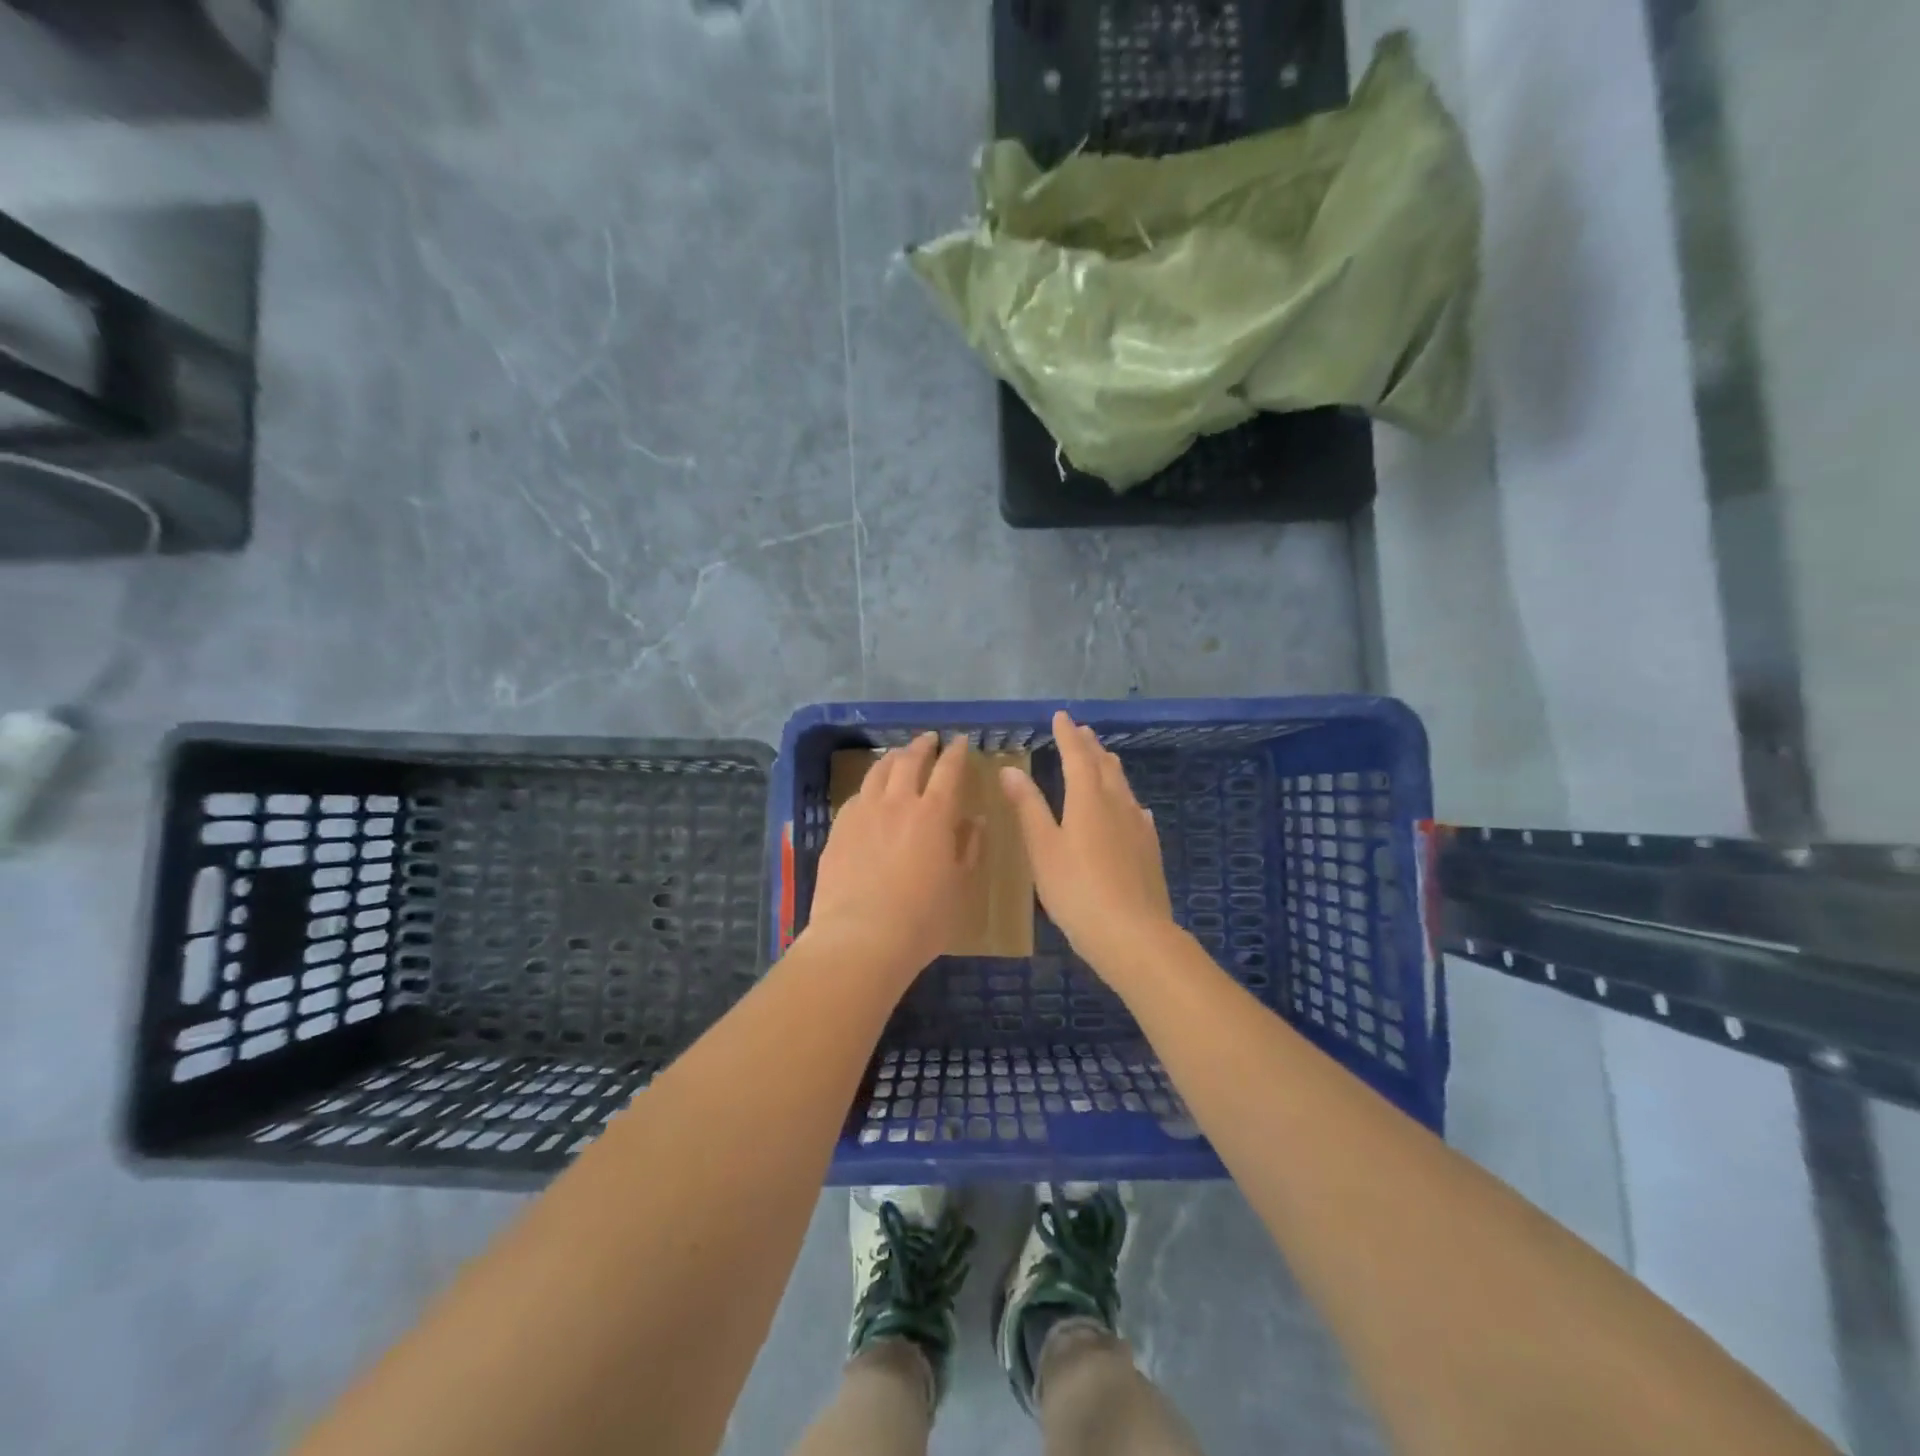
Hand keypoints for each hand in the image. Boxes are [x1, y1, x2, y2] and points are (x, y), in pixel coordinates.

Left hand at [805, 733, 981, 979]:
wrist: (860, 937)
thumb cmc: (922, 919)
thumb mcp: (959, 887)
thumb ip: (968, 848)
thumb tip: (975, 821)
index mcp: (934, 814)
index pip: (948, 770)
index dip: (955, 752)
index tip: (960, 741)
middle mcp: (898, 803)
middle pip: (909, 761)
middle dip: (922, 746)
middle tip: (929, 740)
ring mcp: (863, 813)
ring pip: (877, 772)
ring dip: (892, 758)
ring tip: (898, 756)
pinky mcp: (838, 829)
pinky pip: (856, 796)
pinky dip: (869, 787)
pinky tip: (869, 794)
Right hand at [1000, 711, 1176, 972]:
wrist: (1133, 934)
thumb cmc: (1077, 890)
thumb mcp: (1043, 848)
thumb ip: (1028, 807)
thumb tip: (1010, 769)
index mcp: (1088, 799)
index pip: (1077, 756)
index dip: (1067, 735)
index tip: (1061, 716)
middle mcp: (1117, 804)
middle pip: (1104, 766)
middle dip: (1090, 746)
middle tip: (1081, 731)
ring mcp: (1138, 827)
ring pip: (1123, 786)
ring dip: (1110, 768)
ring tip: (1104, 758)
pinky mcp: (1150, 849)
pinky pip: (1137, 812)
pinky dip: (1127, 800)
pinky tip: (1133, 809)